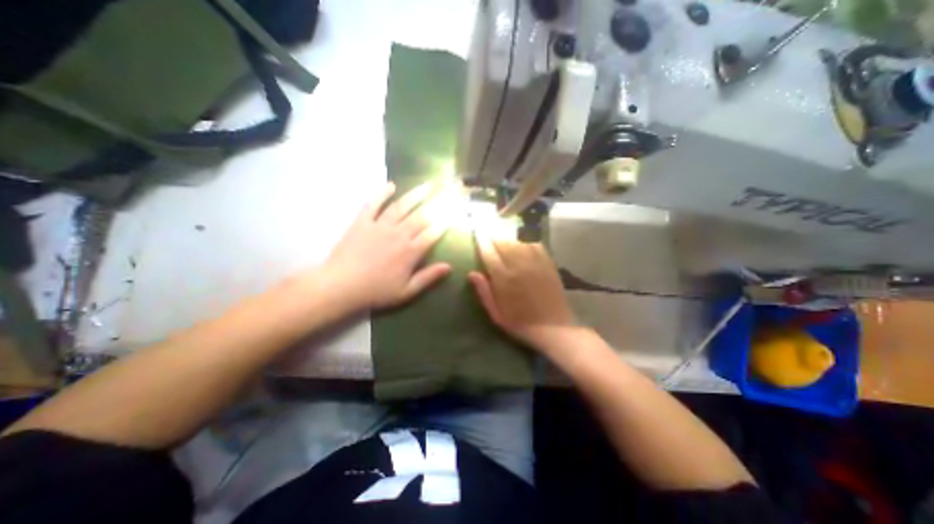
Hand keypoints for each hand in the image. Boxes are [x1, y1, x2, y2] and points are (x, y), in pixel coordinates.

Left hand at [321, 183, 452, 310]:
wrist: (341, 286)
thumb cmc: (376, 291)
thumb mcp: (407, 291)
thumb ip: (428, 277)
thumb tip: (449, 267)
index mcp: (411, 252)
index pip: (433, 233)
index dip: (445, 223)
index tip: (454, 213)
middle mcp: (399, 234)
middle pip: (421, 216)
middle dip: (437, 204)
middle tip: (447, 192)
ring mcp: (380, 226)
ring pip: (401, 206)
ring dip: (416, 194)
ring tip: (428, 185)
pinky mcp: (362, 222)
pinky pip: (373, 204)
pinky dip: (382, 193)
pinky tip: (391, 185)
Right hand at [467, 233, 577, 348]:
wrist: (553, 327)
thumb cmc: (520, 323)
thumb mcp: (496, 314)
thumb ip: (484, 292)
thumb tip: (471, 273)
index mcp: (503, 277)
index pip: (488, 251)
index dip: (481, 239)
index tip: (477, 230)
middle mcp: (518, 265)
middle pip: (502, 241)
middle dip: (492, 232)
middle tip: (487, 226)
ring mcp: (535, 261)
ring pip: (517, 239)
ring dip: (507, 232)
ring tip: (500, 228)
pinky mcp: (547, 262)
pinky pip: (534, 243)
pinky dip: (524, 237)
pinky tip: (520, 235)